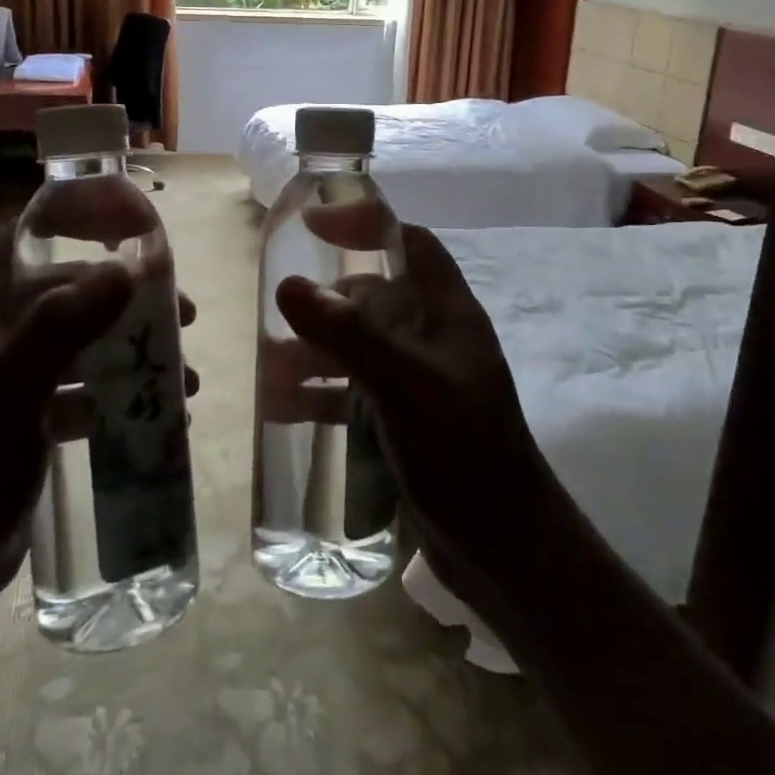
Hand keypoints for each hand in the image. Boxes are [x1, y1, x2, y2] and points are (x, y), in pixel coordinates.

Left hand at [0, 224, 198, 600]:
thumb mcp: (13, 384)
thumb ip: (65, 322)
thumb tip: (128, 269)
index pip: (29, 236)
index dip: (78, 221)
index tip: (135, 228)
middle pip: (73, 290)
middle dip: (129, 300)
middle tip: (183, 315)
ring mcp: (16, 374)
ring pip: (86, 341)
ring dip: (133, 352)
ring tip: (182, 378)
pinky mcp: (31, 415)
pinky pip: (85, 388)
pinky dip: (119, 395)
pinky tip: (158, 415)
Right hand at [275, 210, 547, 607]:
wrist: (505, 550)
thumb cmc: (461, 450)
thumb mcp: (403, 383)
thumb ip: (348, 333)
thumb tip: (288, 284)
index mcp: (448, 313)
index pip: (410, 243)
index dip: (366, 225)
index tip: (314, 227)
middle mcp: (434, 339)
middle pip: (375, 297)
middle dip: (326, 303)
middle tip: (279, 315)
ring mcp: (420, 382)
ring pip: (360, 347)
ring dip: (316, 351)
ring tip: (270, 370)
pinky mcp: (406, 421)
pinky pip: (355, 391)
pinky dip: (322, 394)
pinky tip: (285, 410)